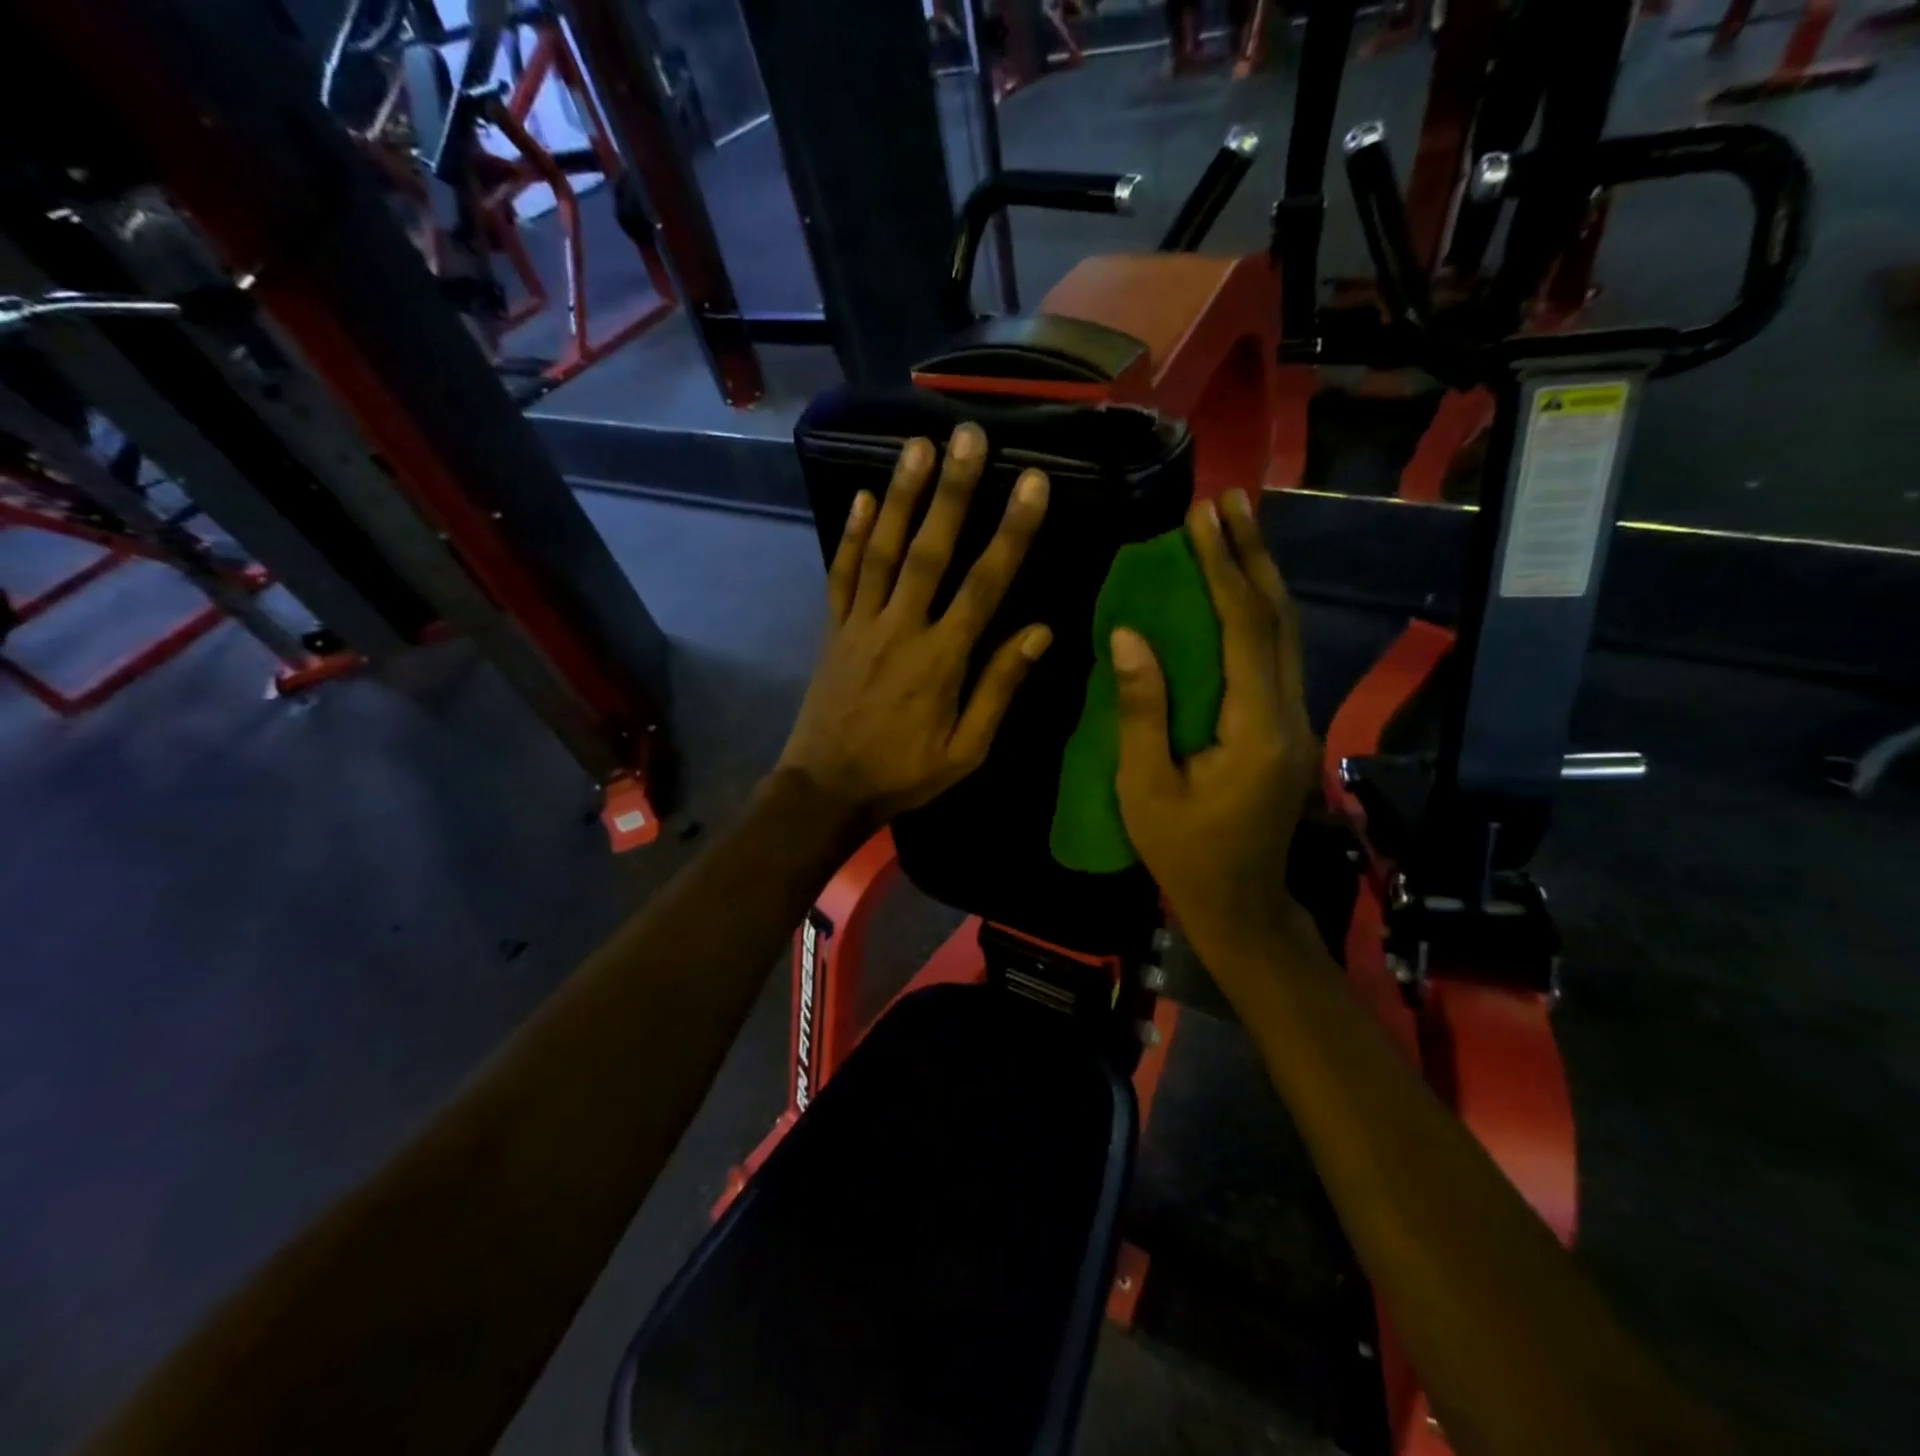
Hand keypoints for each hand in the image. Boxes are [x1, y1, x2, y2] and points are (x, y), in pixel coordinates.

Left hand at [776, 423, 1052, 828]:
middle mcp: (901, 628)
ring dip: (902, 496)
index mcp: (942, 659)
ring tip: (918, 445)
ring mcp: (861, 624)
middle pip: (930, 551)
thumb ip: (1000, 687)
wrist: (826, 789)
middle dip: (953, 491)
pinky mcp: (833, 629)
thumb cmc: (904, 774)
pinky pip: (841, 574)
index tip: (1032, 483)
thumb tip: (1040, 631)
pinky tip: (863, 496)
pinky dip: (850, 535)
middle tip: (969, 436)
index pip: (985, 585)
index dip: (1011, 532)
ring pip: (882, 550)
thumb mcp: (966, 749)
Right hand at [1112, 488, 1318, 968]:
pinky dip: (1257, 614)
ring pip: (1285, 635)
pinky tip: (1238, 594)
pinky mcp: (1287, 730)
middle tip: (1231, 501)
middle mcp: (1289, 715)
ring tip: (1237, 529)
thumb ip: (1141, 710)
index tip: (1202, 519)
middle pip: (1278, 620)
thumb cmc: (1184, 853)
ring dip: (1260, 578)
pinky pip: (1276, 657)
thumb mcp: (1146, 787)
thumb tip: (1128, 635)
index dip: (1223, 569)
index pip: (1243, 631)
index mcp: (1255, 729)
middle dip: (1253, 556)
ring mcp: (1296, 722)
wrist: (1240, 905)